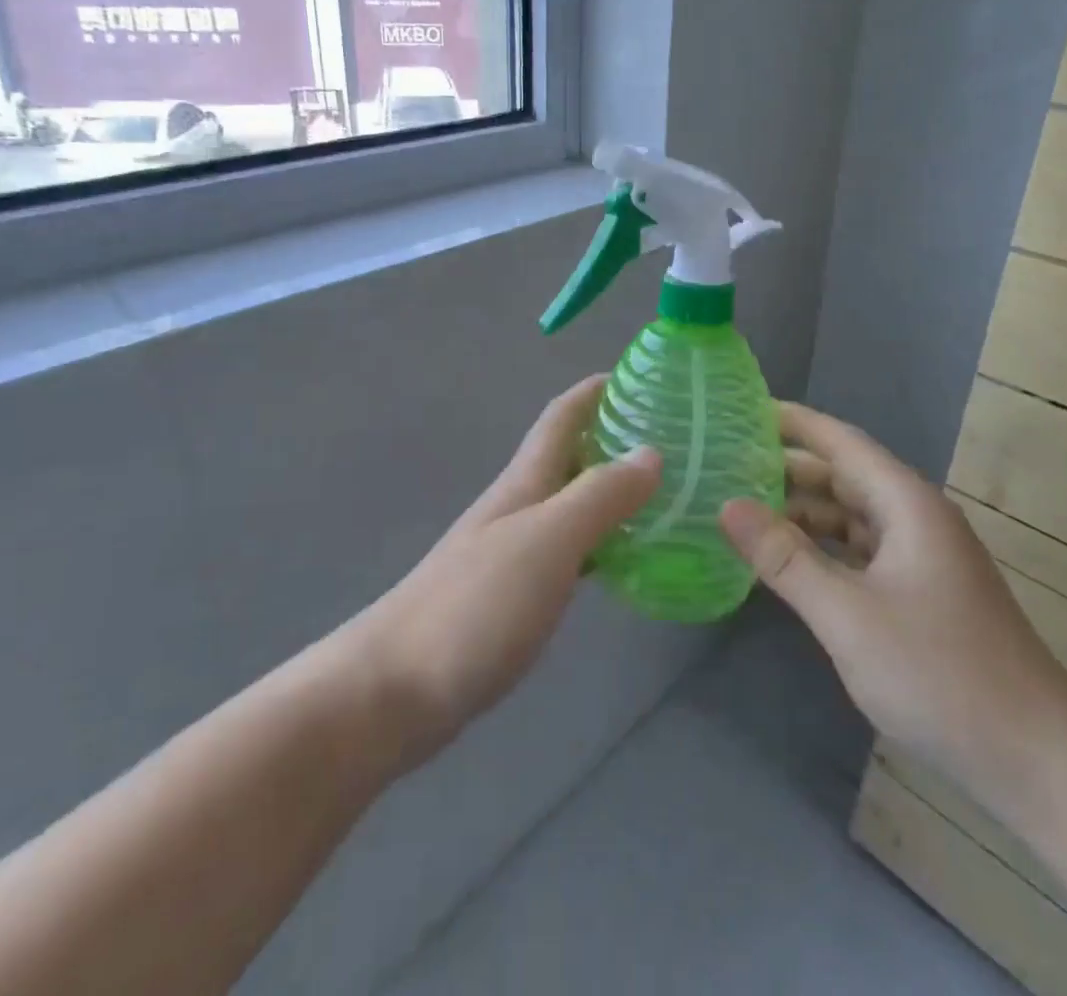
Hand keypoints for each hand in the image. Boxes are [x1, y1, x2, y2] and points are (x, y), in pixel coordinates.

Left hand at [356, 376, 659, 764]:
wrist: (394, 690)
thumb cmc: (475, 604)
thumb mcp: (548, 540)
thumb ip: (600, 495)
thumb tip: (650, 453)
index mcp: (524, 482)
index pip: (561, 416)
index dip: (595, 390)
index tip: (641, 376)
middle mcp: (517, 507)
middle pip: (568, 456)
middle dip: (613, 437)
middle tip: (672, 441)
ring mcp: (510, 552)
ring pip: (570, 503)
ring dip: (610, 490)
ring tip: (663, 495)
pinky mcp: (510, 596)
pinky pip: (568, 550)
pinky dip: (600, 541)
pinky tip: (624, 560)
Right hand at [719, 403, 1066, 817]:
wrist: (1037, 760)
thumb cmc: (940, 675)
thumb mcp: (847, 615)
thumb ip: (785, 558)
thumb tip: (727, 505)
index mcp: (907, 504)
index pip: (840, 442)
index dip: (793, 422)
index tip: (743, 410)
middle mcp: (917, 518)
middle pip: (844, 476)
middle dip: (788, 468)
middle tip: (727, 464)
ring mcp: (923, 557)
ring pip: (852, 516)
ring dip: (804, 511)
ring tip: (746, 509)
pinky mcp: (924, 593)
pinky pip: (863, 551)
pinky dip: (824, 547)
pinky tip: (791, 561)